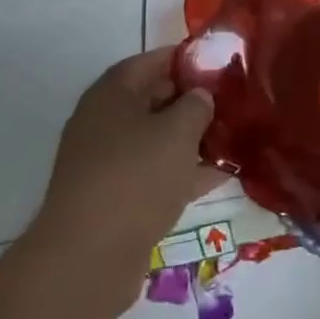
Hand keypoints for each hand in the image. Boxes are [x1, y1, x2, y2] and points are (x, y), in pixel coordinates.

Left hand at [34, 49, 216, 286]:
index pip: (152, 60)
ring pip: (156, 140)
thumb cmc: (135, 176)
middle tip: (231, 103)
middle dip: (192, 101)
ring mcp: (106, 163)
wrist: (87, 259)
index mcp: (112, 93)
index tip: (220, 64)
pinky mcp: (113, 200)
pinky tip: (218, 176)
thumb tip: (199, 97)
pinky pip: (154, 174)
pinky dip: (182, 173)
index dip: (186, 59)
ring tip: (232, 138)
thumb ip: (196, 105)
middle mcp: (103, 122)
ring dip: (190, 140)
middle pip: (153, 100)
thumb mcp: (178, 131)